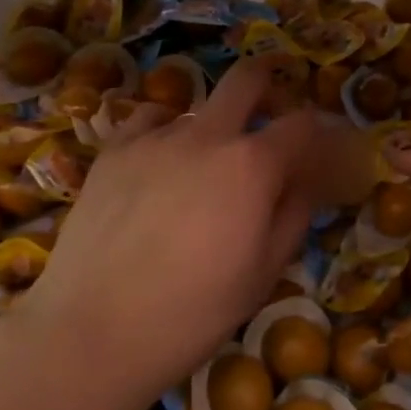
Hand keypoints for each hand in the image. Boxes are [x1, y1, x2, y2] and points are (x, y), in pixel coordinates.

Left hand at [8, 57, 326, 409]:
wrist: (93, 330)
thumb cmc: (193, 312)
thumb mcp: (264, 273)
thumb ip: (293, 215)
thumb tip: (304, 182)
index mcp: (252, 165)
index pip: (301, 124)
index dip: (316, 131)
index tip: (316, 147)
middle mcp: (208, 136)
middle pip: (247, 79)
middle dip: (268, 82)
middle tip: (270, 108)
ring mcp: (155, 137)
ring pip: (197, 107)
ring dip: (213, 125)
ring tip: (204, 163)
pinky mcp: (113, 150)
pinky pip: (149, 120)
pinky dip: (164, 130)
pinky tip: (159, 161)